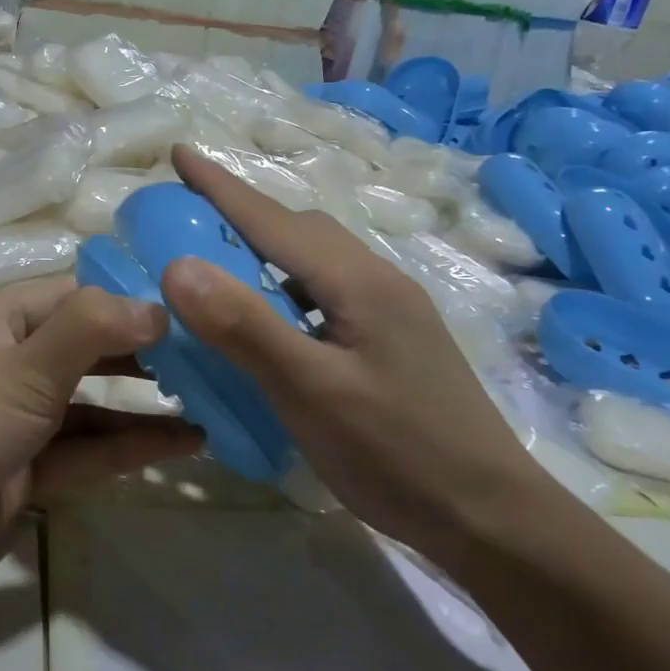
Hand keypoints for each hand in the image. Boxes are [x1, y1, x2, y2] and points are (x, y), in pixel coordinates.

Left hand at [0, 278, 202, 622]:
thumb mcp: (23, 367)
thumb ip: (92, 330)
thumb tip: (161, 307)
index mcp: (3, 318)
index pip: (81, 294)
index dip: (136, 298)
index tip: (200, 307)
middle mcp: (14, 360)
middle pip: (93, 347)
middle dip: (150, 352)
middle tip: (219, 356)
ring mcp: (21, 418)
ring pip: (96, 403)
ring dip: (148, 404)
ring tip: (216, 401)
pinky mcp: (28, 469)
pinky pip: (88, 449)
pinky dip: (130, 446)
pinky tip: (184, 444)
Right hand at [159, 145, 563, 561]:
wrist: (491, 517)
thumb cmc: (397, 454)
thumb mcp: (312, 392)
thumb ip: (246, 327)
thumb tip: (177, 266)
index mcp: (358, 281)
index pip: (274, 220)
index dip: (221, 186)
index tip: (179, 153)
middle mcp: (377, 281)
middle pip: (298, 231)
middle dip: (239, 216)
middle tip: (186, 224)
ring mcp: (390, 311)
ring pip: (314, 262)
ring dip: (263, 254)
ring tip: (218, 272)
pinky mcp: (392, 341)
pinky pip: (325, 294)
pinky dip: (284, 291)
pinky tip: (270, 324)